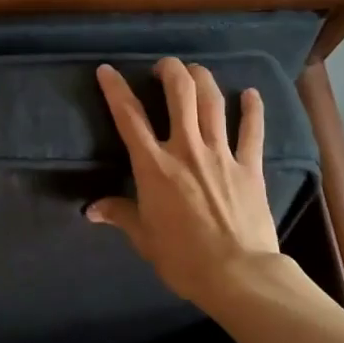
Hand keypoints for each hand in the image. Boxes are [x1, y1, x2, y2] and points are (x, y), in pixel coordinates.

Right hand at [87, 58, 282, 306]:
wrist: (239, 275)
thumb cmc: (183, 259)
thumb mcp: (144, 238)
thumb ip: (120, 214)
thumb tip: (92, 209)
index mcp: (154, 167)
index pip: (129, 118)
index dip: (115, 89)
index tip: (107, 70)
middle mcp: (186, 150)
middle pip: (179, 94)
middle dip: (170, 71)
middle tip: (163, 67)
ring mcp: (221, 155)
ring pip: (212, 103)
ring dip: (203, 79)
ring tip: (195, 71)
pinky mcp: (250, 167)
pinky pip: (252, 131)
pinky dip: (252, 109)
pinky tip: (250, 93)